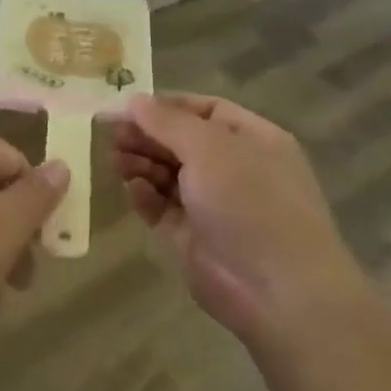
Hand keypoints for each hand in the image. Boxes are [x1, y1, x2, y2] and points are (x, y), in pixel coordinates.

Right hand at [111, 93, 370, 351]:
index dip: (164, 106)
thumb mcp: (209, 147)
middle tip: (112, 136)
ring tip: (117, 162)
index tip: (125, 106)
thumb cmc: (250, 201)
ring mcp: (212, 204)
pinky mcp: (191, 235)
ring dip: (140, 163)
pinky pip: (161, 206)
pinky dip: (145, 195)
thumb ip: (166, 121)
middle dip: (145, 136)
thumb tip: (133, 100)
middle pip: (179, 140)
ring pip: (166, 172)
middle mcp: (233, 167)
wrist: (277, 291)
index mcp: (251, 139)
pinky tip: (133, 190)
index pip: (202, 109)